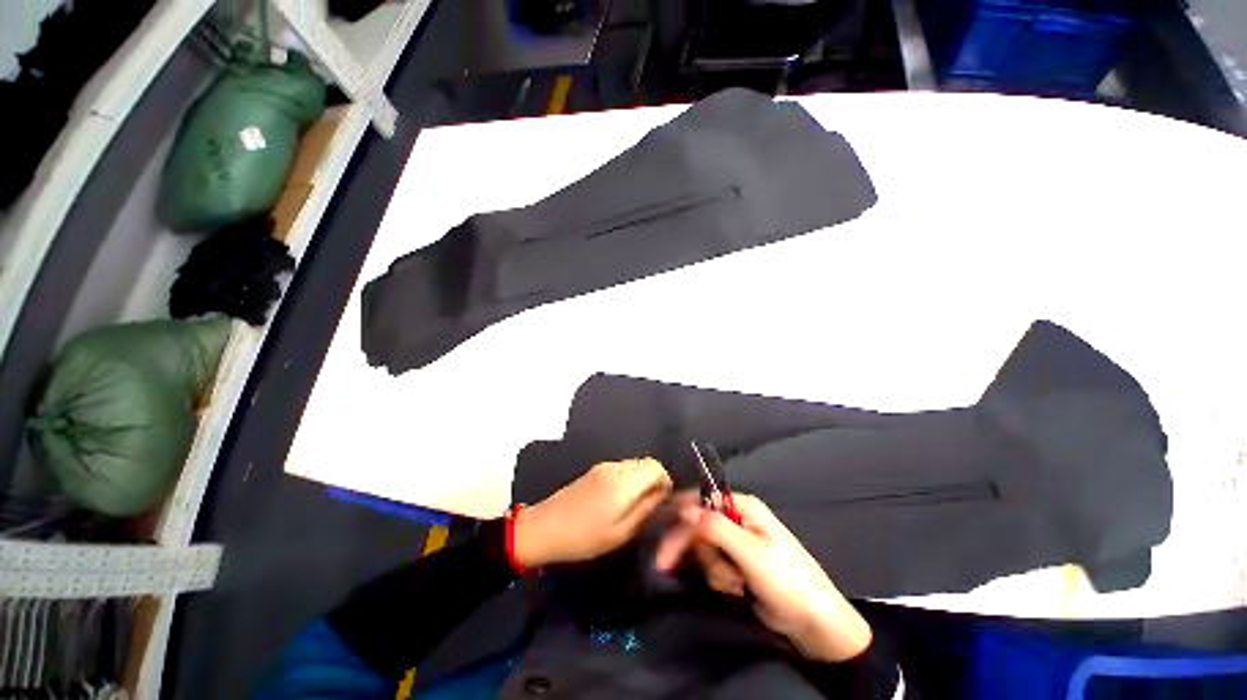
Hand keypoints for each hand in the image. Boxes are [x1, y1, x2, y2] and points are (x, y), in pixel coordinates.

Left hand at [514, 458, 672, 568]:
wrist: (544, 527)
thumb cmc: (584, 537)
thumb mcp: (620, 533)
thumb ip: (646, 511)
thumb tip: (664, 496)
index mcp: (624, 483)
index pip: (657, 467)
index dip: (666, 482)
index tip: (663, 502)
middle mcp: (616, 468)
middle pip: (647, 463)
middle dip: (655, 480)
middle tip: (651, 506)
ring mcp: (604, 466)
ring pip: (635, 464)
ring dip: (642, 480)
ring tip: (635, 505)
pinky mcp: (596, 469)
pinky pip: (622, 468)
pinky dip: (630, 479)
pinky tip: (619, 500)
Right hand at [655, 493, 871, 661]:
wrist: (813, 623)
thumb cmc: (787, 581)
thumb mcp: (750, 553)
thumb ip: (716, 528)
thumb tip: (684, 507)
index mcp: (743, 507)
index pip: (702, 502)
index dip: (680, 517)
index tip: (662, 535)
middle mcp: (737, 520)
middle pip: (698, 526)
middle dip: (694, 550)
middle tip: (666, 566)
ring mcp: (736, 543)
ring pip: (703, 548)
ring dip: (713, 568)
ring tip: (736, 583)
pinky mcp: (736, 564)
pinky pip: (713, 565)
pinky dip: (720, 578)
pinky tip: (737, 588)